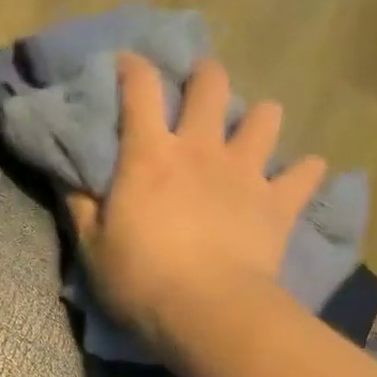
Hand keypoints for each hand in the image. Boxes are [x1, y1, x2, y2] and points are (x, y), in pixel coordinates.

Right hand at [67, 54, 327, 354]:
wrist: (206, 312)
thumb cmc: (139, 280)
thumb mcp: (93, 249)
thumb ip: (81, 208)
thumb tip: (71, 178)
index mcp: (150, 155)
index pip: (140, 89)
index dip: (133, 68)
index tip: (127, 64)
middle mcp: (201, 149)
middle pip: (212, 84)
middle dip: (204, 77)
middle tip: (197, 91)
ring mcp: (246, 172)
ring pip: (266, 116)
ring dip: (257, 119)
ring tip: (248, 137)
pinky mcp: (279, 202)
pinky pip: (305, 172)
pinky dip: (302, 172)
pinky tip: (297, 179)